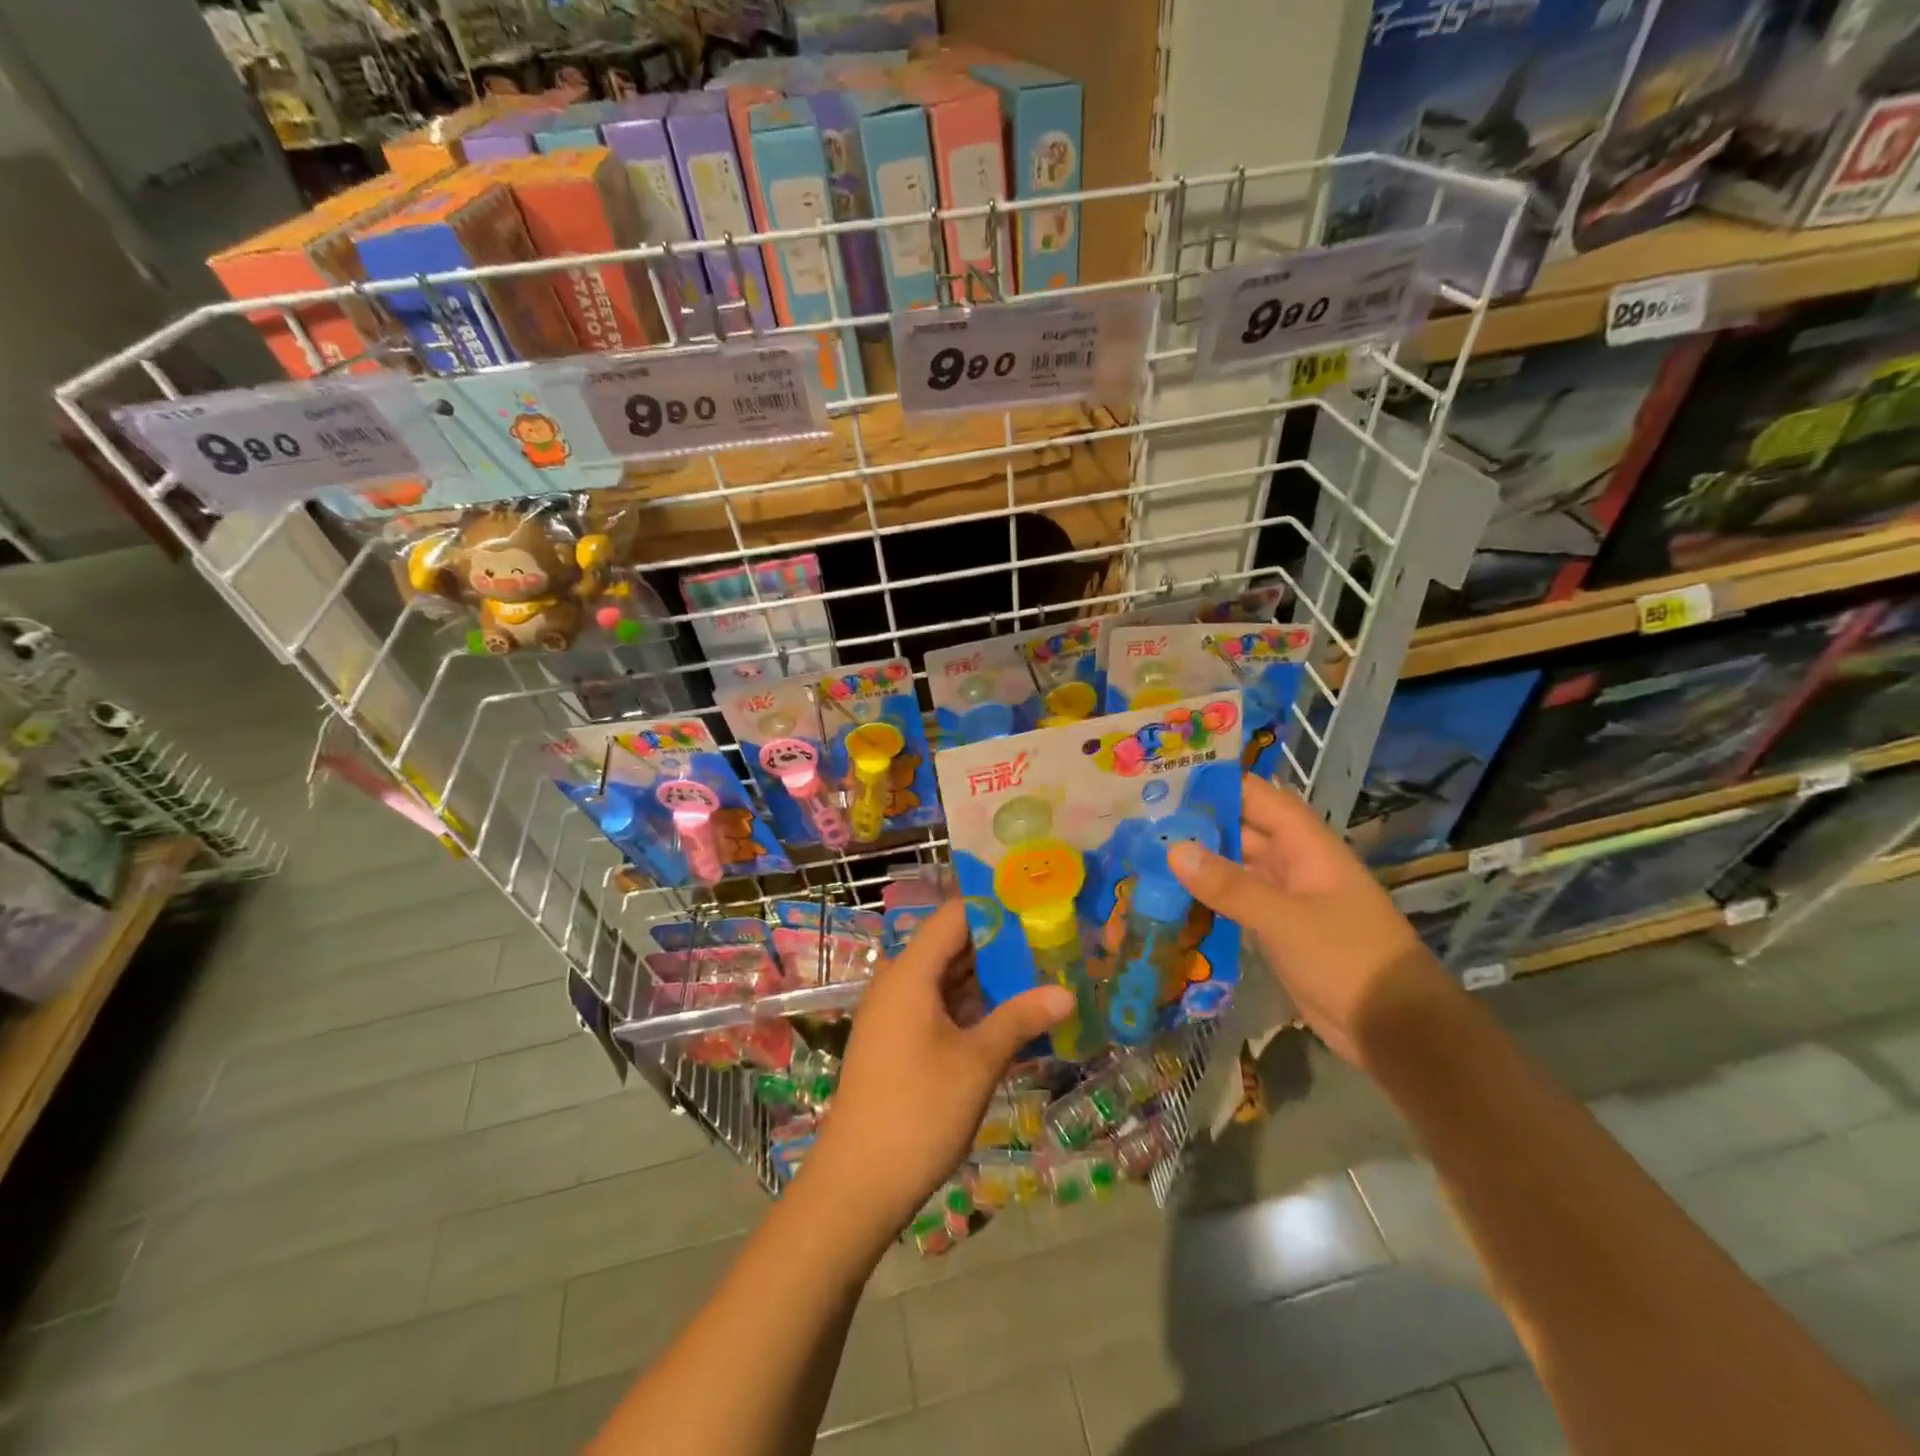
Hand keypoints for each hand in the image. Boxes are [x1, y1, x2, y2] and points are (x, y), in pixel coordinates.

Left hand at [804, 902, 1072, 1239]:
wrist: (857, 1183)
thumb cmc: (919, 1111)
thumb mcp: (978, 1062)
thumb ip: (1020, 1019)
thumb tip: (1067, 993)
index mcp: (910, 972)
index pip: (956, 916)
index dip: (997, 909)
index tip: (1039, 909)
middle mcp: (898, 982)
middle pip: (952, 945)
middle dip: (1001, 946)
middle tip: (1051, 945)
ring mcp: (894, 1013)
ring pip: (947, 978)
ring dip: (989, 979)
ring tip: (1041, 977)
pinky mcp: (896, 1040)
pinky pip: (938, 1006)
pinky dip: (971, 1007)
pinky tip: (1010, 1019)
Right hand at [1169, 775, 1455, 1068]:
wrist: (1394, 1029)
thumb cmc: (1348, 959)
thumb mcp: (1285, 919)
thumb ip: (1229, 884)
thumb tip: (1174, 849)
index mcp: (1305, 844)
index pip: (1255, 796)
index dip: (1213, 783)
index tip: (1163, 780)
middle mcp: (1292, 862)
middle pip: (1238, 830)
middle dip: (1194, 824)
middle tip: (1138, 821)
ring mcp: (1283, 896)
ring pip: (1233, 866)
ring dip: (1197, 862)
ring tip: (1143, 853)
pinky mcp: (1274, 928)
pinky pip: (1234, 901)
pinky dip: (1206, 897)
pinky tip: (1168, 897)